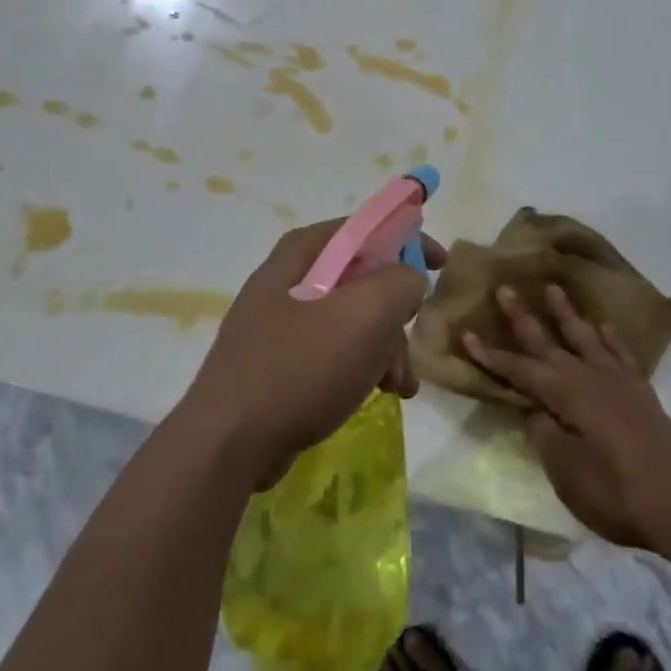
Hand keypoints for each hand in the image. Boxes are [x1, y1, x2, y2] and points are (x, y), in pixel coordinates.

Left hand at [179, 220, 444, 487]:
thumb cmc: (300, 367)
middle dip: (396, 313)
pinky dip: (362, 367)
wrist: (230, 443)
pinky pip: (334, 351)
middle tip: (412, 340)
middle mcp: (289, 280)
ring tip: (400, 386)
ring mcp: (280, 323)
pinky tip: (379, 394)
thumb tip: (408, 280)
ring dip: (386, 348)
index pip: (365, 228)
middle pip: (362, 279)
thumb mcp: (365, 315)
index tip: (441, 264)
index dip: (407, 239)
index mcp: (302, 254)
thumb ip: (400, 283)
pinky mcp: (279, 362)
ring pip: (352, 320)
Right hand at [463, 285, 670, 551]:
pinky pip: (621, 353)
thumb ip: (544, 433)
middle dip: (522, 316)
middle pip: (547, 341)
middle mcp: (587, 377)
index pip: (518, 369)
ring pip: (584, 337)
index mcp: (563, 395)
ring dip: (566, 313)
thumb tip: (534, 409)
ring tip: (553, 287)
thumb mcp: (565, 470)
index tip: (466, 333)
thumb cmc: (615, 491)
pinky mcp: (640, 392)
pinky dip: (610, 337)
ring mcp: (617, 381)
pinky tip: (603, 325)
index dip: (490, 354)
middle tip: (505, 288)